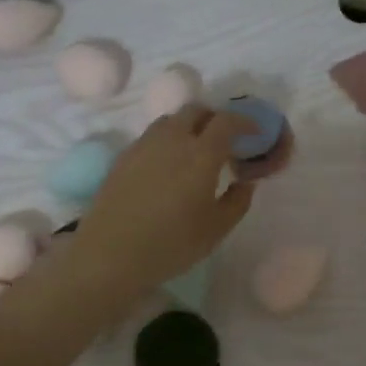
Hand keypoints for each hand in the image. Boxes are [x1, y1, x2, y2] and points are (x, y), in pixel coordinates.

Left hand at [68, 104, 256, 306]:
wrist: (110, 254)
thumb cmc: (171, 244)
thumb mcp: (216, 229)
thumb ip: (238, 201)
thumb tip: (245, 182)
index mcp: (201, 154)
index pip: (227, 121)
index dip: (244, 121)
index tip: (254, 132)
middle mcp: (172, 139)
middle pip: (196, 110)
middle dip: (214, 118)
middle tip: (225, 139)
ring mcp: (143, 145)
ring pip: (171, 120)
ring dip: (188, 126)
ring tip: (194, 151)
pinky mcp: (123, 157)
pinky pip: (151, 137)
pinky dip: (167, 141)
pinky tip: (167, 166)